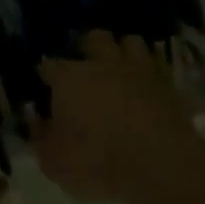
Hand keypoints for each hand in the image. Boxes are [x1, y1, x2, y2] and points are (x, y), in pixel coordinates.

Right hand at [35, 32, 198, 203]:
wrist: (160, 164)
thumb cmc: (98, 163)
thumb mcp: (54, 162)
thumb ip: (41, 137)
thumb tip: (36, 119)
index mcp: (70, 78)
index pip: (49, 65)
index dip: (45, 74)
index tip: (44, 85)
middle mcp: (103, 63)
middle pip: (94, 38)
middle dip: (88, 47)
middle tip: (86, 67)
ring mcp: (139, 69)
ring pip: (130, 42)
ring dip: (123, 52)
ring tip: (120, 69)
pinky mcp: (169, 84)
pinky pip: (157, 66)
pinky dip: (150, 72)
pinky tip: (147, 84)